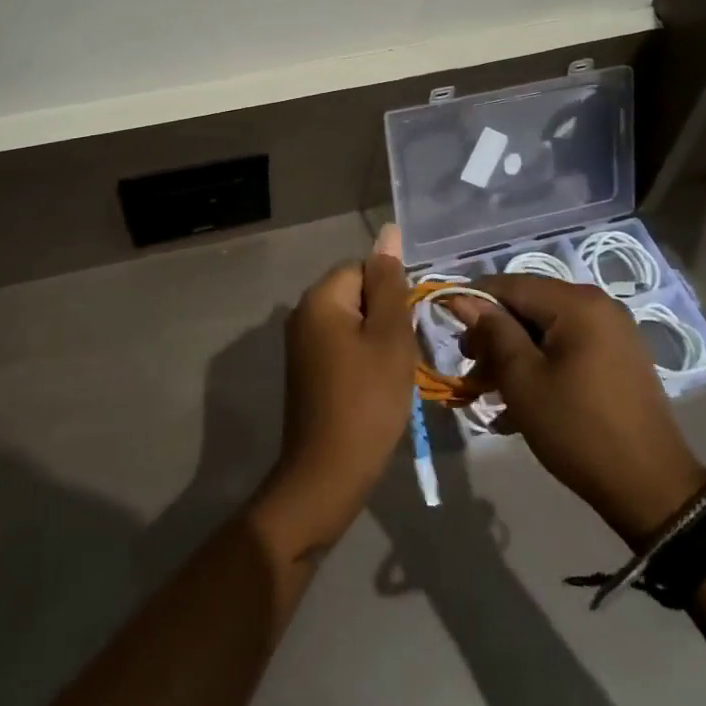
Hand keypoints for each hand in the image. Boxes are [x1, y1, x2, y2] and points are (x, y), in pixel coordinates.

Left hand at [251, 226, 414, 557]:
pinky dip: (362, 359)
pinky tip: (373, 387)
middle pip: (357, 292)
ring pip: (353, 321)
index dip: (392, 296)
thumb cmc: (367, 401)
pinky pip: (341, 344)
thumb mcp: (389, 337)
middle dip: (385, 317)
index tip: (405, 330)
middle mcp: (303, 311)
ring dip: (376, 340)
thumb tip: (388, 231)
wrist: (327, 473)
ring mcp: (300, 341)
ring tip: (389, 374)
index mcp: (321, 297)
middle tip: (400, 354)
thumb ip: (390, 283)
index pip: (365, 268)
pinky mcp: (305, 368)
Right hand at [449, 275, 705, 549]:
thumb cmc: (578, 429)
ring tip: (487, 390)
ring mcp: (613, 333)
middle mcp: (598, 306)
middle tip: (470, 368)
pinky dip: (540, 366)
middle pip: (529, 306)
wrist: (652, 490)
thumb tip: (462, 298)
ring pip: (545, 330)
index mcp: (577, 303)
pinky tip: (519, 401)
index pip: (510, 284)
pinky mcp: (618, 359)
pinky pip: (567, 348)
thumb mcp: (523, 380)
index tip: (446, 325)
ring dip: (513, 355)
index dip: (474, 302)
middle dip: (494, 335)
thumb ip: (492, 332)